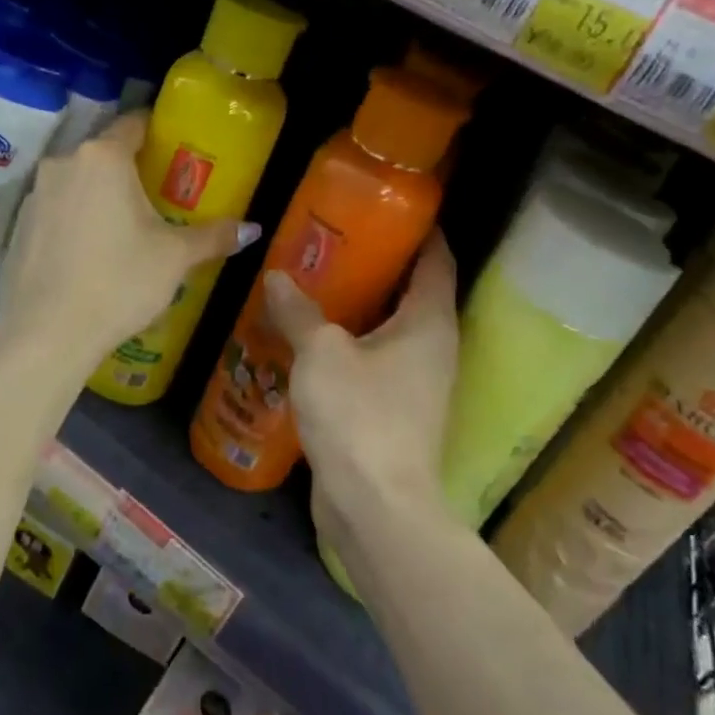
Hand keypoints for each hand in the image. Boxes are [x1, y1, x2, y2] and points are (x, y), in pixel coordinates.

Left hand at [0, 112, 254, 368]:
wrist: (46, 333)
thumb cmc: (119, 282)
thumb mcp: (174, 258)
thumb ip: (213, 236)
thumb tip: (252, 229)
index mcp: (104, 157)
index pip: (134, 124)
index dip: (156, 132)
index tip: (174, 148)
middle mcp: (64, 163)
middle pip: (104, 153)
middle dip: (130, 168)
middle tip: (157, 194)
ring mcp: (36, 193)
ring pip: (78, 181)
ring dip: (99, 194)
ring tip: (123, 226)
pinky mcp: (18, 224)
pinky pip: (56, 207)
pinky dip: (74, 217)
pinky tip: (88, 251)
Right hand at [263, 235, 458, 538]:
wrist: (376, 507)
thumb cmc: (359, 415)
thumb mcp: (321, 353)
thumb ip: (299, 311)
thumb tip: (277, 277)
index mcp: (429, 322)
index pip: (437, 259)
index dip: (421, 230)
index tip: (391, 206)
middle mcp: (434, 347)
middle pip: (414, 292)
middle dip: (380, 264)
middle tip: (337, 239)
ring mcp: (418, 383)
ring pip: (392, 329)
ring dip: (361, 306)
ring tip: (319, 281)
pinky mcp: (397, 411)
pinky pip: (377, 360)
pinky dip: (352, 342)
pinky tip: (314, 337)